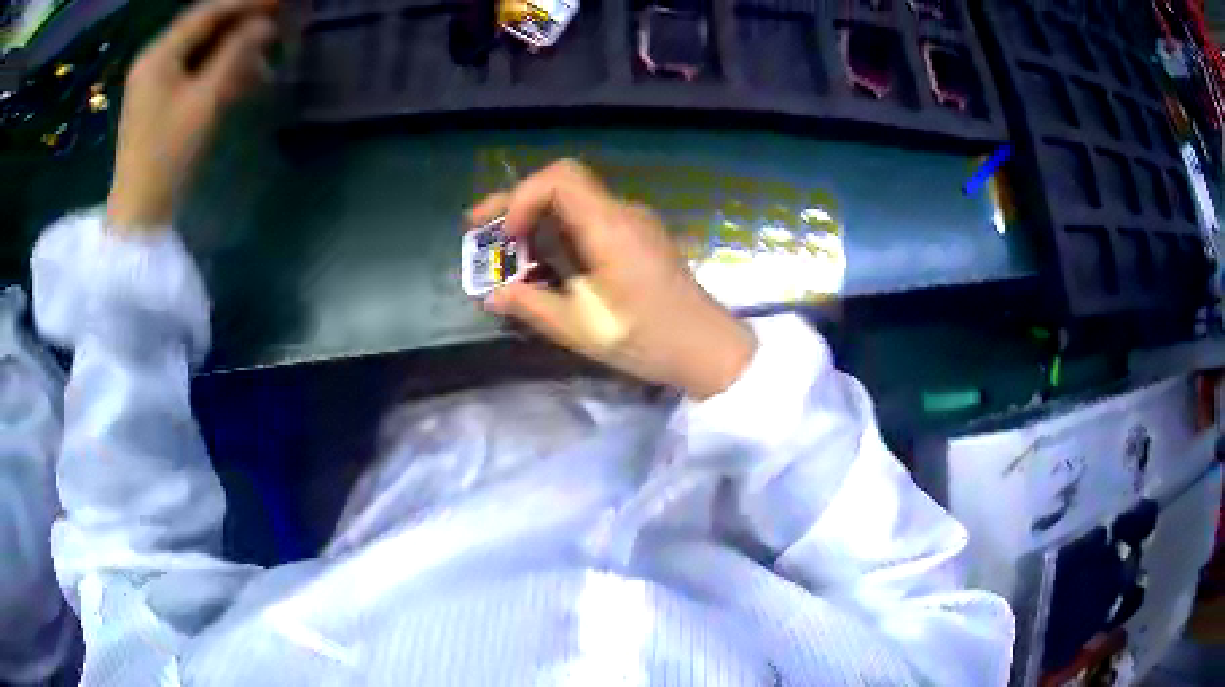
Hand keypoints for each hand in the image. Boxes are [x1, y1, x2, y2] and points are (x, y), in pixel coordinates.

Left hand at [107, 0, 277, 233]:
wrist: (138, 214)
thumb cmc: (168, 157)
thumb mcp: (205, 101)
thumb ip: (235, 55)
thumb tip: (265, 23)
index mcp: (159, 54)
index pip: (207, 12)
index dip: (245, 2)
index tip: (280, 1)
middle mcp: (153, 58)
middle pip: (202, 26)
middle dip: (240, 20)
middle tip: (276, 19)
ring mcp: (152, 79)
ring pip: (198, 47)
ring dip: (231, 44)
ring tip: (265, 47)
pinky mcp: (156, 99)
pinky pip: (191, 68)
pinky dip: (216, 65)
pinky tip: (241, 72)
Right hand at [470, 160, 756, 399]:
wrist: (708, 349)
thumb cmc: (648, 338)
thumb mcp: (582, 328)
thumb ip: (531, 305)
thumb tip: (492, 294)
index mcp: (610, 226)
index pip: (559, 178)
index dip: (522, 197)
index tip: (507, 236)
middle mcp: (622, 213)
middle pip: (562, 186)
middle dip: (516, 205)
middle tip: (481, 231)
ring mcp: (633, 224)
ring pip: (574, 204)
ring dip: (536, 222)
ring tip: (507, 256)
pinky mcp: (638, 239)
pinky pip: (590, 222)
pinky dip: (559, 235)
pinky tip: (545, 265)